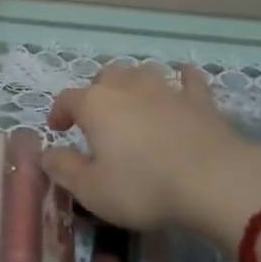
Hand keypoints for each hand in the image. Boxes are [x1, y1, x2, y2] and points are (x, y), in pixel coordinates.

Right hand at [43, 62, 260, 242]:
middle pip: (105, 76)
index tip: (59, 129)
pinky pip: (188, 79)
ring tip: (132, 100)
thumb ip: (64, 169)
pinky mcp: (199, 100)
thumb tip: (47, 153)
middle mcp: (127, 86)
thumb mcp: (91, 190)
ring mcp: (166, 89)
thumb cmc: (143, 187)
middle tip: (96, 116)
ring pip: (142, 72)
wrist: (213, 180)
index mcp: (96, 104)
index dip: (59, 112)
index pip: (67, 99)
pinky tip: (183, 79)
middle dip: (96, 91)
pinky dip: (182, 78)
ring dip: (132, 82)